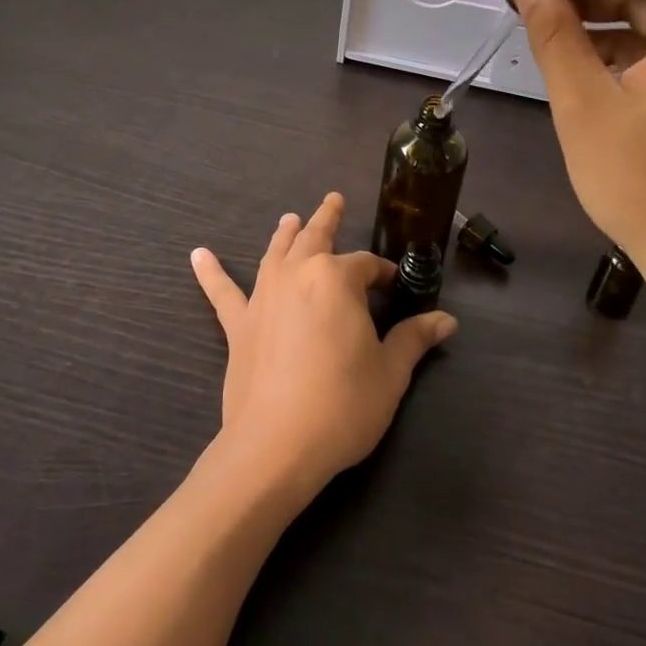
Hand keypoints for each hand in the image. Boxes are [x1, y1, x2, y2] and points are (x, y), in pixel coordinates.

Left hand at [189, 193, 455, 498]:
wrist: (276, 445)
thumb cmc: (343, 404)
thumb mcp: (390, 372)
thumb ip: (414, 339)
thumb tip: (447, 320)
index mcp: (337, 279)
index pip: (366, 265)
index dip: (384, 274)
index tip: (395, 285)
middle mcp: (297, 274)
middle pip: (315, 238)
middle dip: (327, 219)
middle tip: (334, 200)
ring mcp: (263, 297)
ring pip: (275, 253)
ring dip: (284, 234)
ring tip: (289, 218)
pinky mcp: (238, 325)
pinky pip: (222, 292)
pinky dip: (211, 272)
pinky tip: (198, 255)